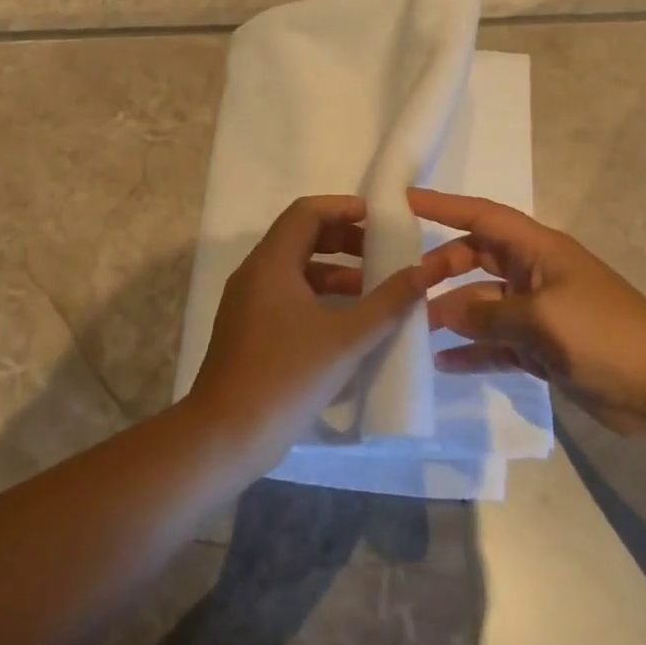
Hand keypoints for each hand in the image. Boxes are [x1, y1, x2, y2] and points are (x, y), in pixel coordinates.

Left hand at [183, 195, 425, 479]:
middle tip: (381, 252)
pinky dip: (318, 296)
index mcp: (271, 263)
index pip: (307, 212)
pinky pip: (287, 296)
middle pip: (301, 237)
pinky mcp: (248, 331)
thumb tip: (420, 272)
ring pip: (295, 269)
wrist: (224, 437)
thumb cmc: (286, 376)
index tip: (378, 218)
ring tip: (372, 289)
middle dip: (343, 239)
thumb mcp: (346, 338)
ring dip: (334, 271)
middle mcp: (255, 274)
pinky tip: (346, 322)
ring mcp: (248, 304)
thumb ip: (387, 302)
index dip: (344, 208)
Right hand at [412, 188, 645, 437]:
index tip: (402, 201)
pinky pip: (496, 342)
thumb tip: (442, 314)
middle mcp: (533, 274)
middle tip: (404, 288)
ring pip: (481, 304)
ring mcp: (536, 312)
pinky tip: (442, 363)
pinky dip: (472, 351)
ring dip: (451, 315)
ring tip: (411, 330)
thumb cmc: (604, 334)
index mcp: (537, 250)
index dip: (443, 205)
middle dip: (440, 269)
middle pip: (475, 259)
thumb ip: (487, 315)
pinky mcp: (541, 348)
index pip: (481, 216)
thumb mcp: (541, 319)